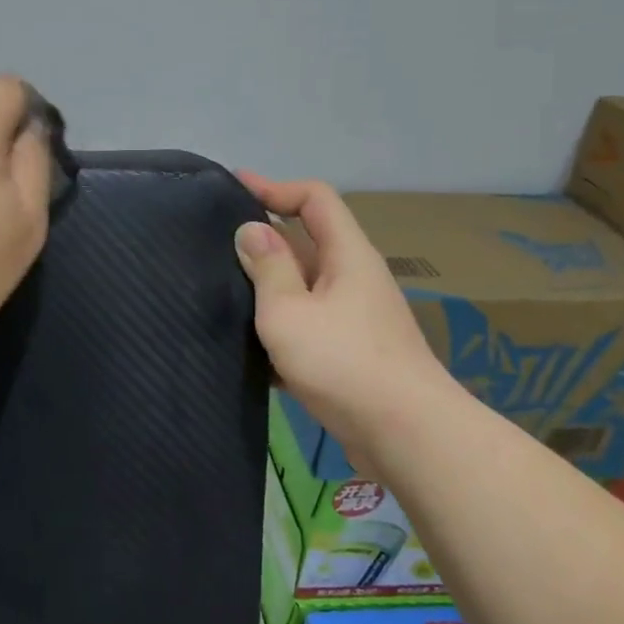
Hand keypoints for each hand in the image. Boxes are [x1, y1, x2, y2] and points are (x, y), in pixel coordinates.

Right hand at [233, 173, 452, 458]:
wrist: (407, 436)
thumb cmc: (343, 362)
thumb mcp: (289, 311)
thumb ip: (267, 267)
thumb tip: (251, 229)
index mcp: (347, 255)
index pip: (314, 198)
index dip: (275, 187)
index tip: (234, 188)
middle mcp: (355, 278)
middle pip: (307, 242)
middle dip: (263, 240)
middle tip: (216, 246)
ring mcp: (356, 318)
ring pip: (304, 288)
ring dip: (268, 289)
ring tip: (223, 295)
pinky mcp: (352, 353)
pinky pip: (310, 325)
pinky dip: (281, 327)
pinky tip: (249, 349)